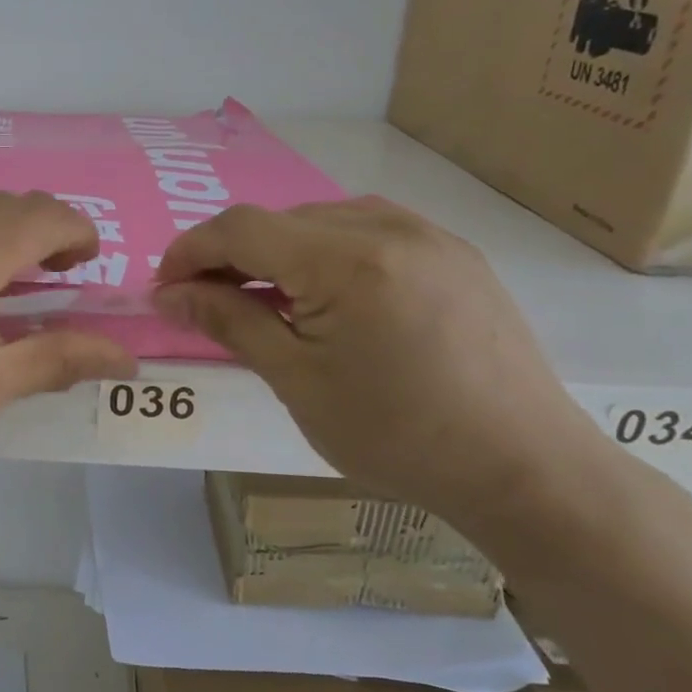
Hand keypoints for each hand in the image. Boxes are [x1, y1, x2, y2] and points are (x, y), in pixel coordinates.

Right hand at [153, 198, 611, 528]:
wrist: (526, 470)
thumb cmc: (397, 435)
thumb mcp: (296, 381)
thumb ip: (229, 321)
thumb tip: (169, 293)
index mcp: (346, 261)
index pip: (241, 228)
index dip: (191, 250)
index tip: (165, 286)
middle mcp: (388, 228)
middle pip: (279, 220)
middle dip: (231, 254)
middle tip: (208, 301)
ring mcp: (429, 235)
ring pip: (321, 220)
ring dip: (278, 251)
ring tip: (267, 300)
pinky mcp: (455, 253)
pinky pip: (367, 230)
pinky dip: (326, 252)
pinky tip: (327, 295)